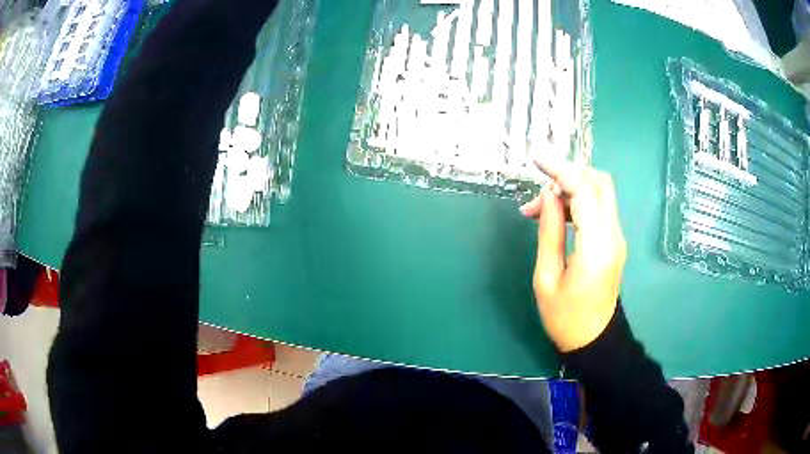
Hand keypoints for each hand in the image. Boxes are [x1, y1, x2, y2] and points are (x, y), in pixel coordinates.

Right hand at [520, 160, 626, 352]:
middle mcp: (613, 235)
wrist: (594, 340)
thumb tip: (548, 196)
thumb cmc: (565, 318)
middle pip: (600, 182)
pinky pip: (598, 209)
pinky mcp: (614, 241)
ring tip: (537, 211)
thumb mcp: (546, 278)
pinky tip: (555, 217)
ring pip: (599, 192)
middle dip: (569, 174)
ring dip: (570, 189)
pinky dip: (577, 202)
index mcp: (596, 246)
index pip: (584, 191)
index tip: (536, 160)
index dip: (560, 170)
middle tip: (538, 191)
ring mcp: (617, 237)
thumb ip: (549, 232)